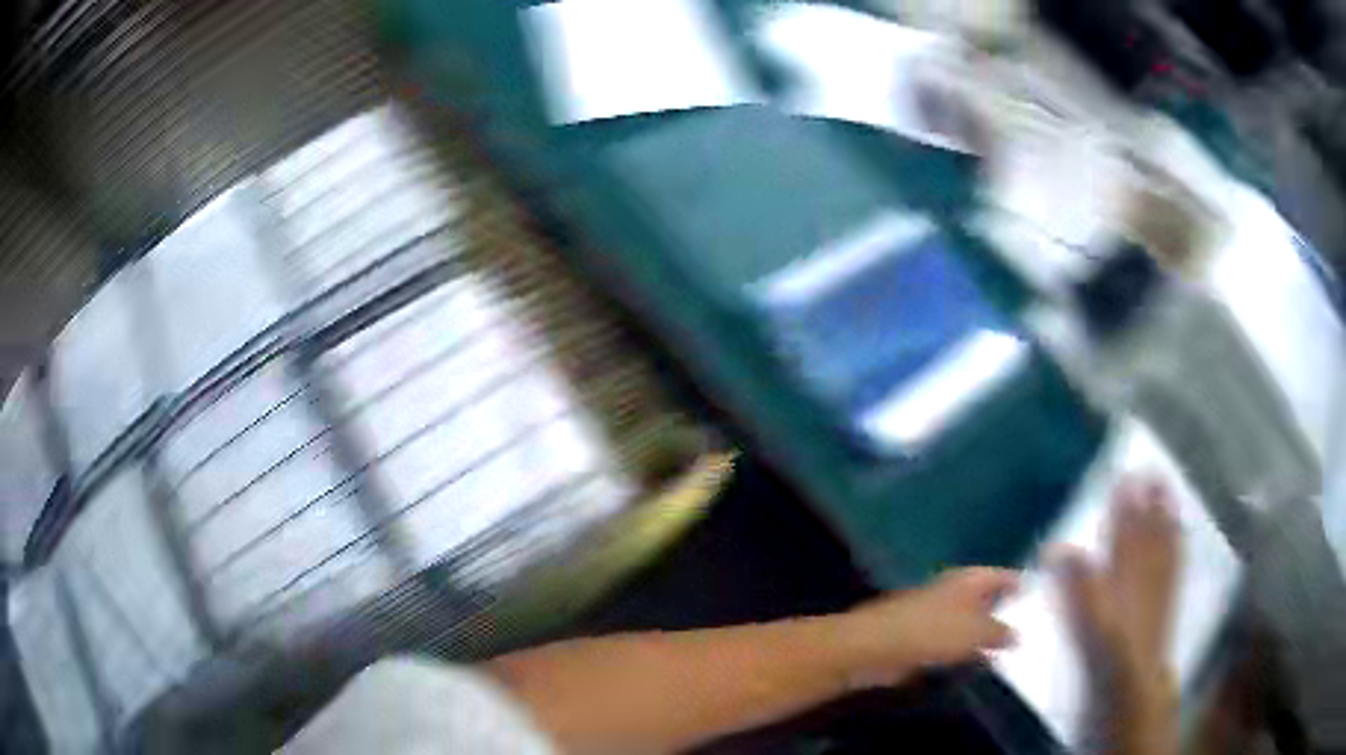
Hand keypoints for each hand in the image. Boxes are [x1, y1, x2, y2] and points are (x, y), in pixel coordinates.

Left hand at [840, 567, 1018, 688]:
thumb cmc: (931, 632)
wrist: (875, 647)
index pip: (1002, 575)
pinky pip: (951, 643)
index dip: (1021, 583)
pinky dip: (964, 651)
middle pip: (986, 598)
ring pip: (969, 623)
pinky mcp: (920, 639)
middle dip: (1005, 611)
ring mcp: (935, 615)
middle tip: (1033, 627)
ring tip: (1012, 650)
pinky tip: (978, 664)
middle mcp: (954, 591)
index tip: (1043, 595)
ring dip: (985, 635)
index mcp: (969, 579)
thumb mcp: (976, 631)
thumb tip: (1018, 634)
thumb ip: (1000, 632)